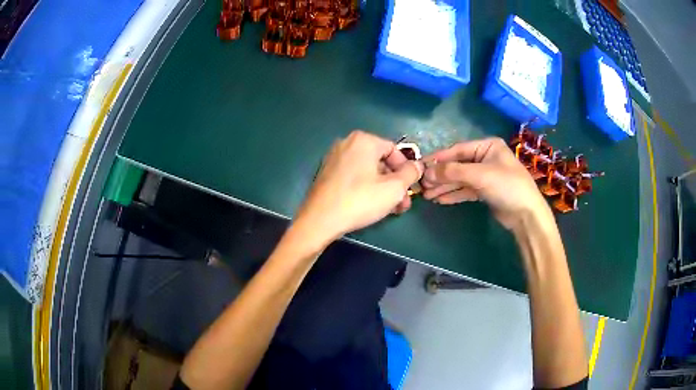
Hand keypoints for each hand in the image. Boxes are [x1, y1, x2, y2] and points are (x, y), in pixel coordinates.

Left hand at [293, 130, 423, 245]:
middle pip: (381, 161)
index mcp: (363, 140)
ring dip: (383, 188)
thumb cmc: (360, 200)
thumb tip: (418, 165)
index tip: (411, 188)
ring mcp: (334, 158)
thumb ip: (411, 174)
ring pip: (368, 171)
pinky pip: (354, 176)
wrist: (319, 220)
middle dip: (395, 183)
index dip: (407, 169)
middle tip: (403, 203)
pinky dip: (366, 188)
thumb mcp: (394, 188)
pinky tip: (372, 206)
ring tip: (392, 209)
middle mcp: (347, 143)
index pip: (394, 150)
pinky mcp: (327, 173)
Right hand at [422, 137, 550, 229]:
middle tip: (422, 185)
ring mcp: (485, 175)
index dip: (439, 158)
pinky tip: (439, 199)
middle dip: (440, 176)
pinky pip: (465, 190)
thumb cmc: (507, 186)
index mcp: (487, 146)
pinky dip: (453, 194)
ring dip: (444, 187)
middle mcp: (485, 158)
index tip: (421, 166)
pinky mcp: (485, 191)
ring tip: (426, 195)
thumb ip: (453, 172)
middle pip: (458, 165)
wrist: (526, 214)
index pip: (458, 150)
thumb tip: (427, 172)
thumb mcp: (479, 175)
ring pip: (460, 179)